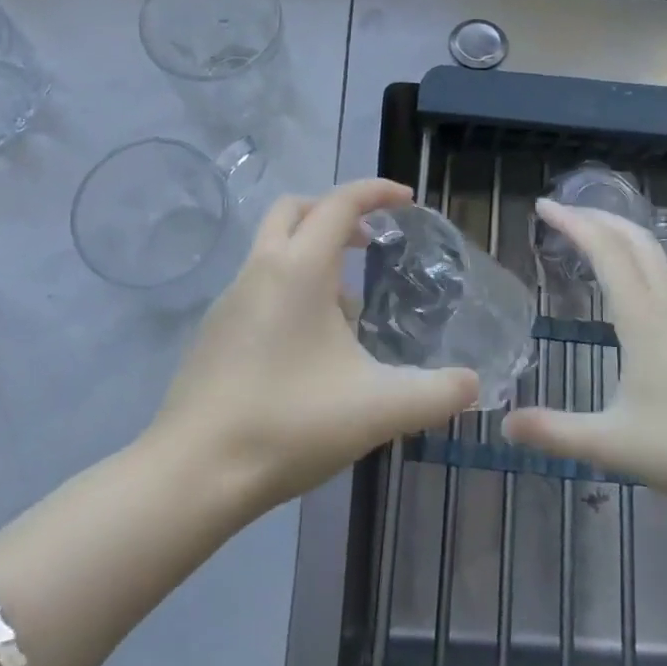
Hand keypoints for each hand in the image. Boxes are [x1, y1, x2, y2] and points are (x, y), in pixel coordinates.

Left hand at [151, 178, 479, 511]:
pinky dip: (290, 287)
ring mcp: (229, 300)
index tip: (407, 201)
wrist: (193, 473)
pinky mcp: (214, 331)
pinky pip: (259, 284)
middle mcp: (260, 269)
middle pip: (295, 210)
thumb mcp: (377, 410)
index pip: (339, 204)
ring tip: (349, 307)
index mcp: (298, 269)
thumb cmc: (289, 424)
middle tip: (369, 241)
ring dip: (312, 255)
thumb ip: (435, 395)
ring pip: (273, 249)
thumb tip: (473, 385)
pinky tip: (311, 346)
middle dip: (334, 212)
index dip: (376, 192)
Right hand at [503, 201, 666, 516]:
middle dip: (598, 216)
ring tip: (590, 238)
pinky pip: (664, 278)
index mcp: (643, 318)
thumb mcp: (612, 444)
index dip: (572, 223)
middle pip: (635, 239)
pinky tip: (626, 289)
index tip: (542, 206)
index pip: (605, 250)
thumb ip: (555, 432)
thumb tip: (505, 425)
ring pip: (655, 256)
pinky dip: (636, 261)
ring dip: (620, 235)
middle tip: (562, 212)